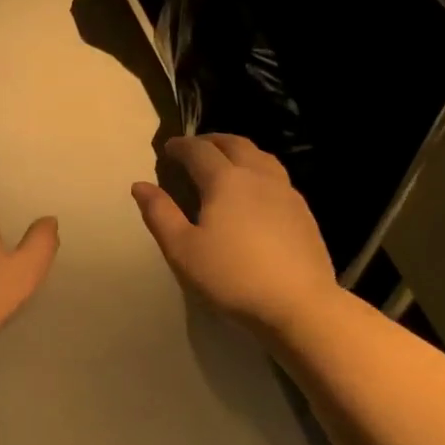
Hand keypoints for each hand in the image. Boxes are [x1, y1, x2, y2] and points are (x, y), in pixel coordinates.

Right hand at [132, 134, 337, 336]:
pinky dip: (258, 170)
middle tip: (195, 148)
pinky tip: (255, 192)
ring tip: (226, 162)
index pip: (199, 151)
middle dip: (211, 141)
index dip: (181, 146)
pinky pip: (277, 177)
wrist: (298, 303)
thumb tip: (140, 185)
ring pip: (261, 157)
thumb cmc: (231, 276)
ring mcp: (286, 192)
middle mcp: (258, 176)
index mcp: (225, 180)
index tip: (167, 148)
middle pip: (235, 144)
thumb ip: (159, 214)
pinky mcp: (303, 212)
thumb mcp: (182, 250)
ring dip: (239, 151)